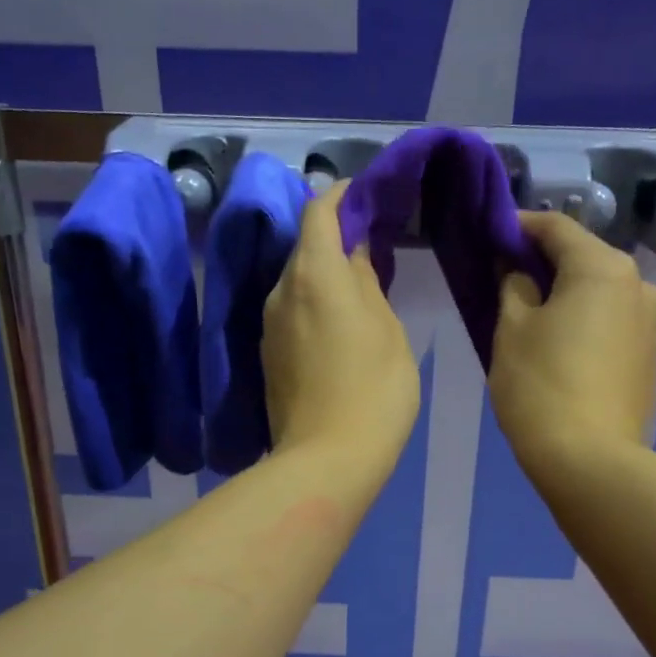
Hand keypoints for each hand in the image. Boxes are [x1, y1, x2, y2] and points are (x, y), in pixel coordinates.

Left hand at [263, 181, 420, 478]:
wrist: (327, 460)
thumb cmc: (374, 390)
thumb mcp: (387, 329)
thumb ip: (367, 283)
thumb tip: (354, 255)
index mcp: (314, 275)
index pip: (318, 211)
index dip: (341, 196)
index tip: (367, 196)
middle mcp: (281, 291)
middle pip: (304, 245)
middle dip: (335, 237)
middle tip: (373, 245)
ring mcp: (269, 325)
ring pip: (296, 281)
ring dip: (324, 274)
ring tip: (360, 287)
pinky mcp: (268, 355)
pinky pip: (292, 311)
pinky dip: (314, 303)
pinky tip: (339, 323)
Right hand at [489, 209, 655, 473]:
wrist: (591, 461)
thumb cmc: (541, 386)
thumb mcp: (511, 330)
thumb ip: (512, 285)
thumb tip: (518, 269)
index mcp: (603, 268)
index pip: (557, 227)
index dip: (520, 226)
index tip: (491, 236)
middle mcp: (638, 285)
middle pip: (584, 258)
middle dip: (545, 263)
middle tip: (506, 279)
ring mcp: (651, 324)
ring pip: (600, 294)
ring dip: (567, 295)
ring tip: (534, 318)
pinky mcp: (651, 359)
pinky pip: (612, 324)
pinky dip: (586, 324)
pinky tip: (563, 350)